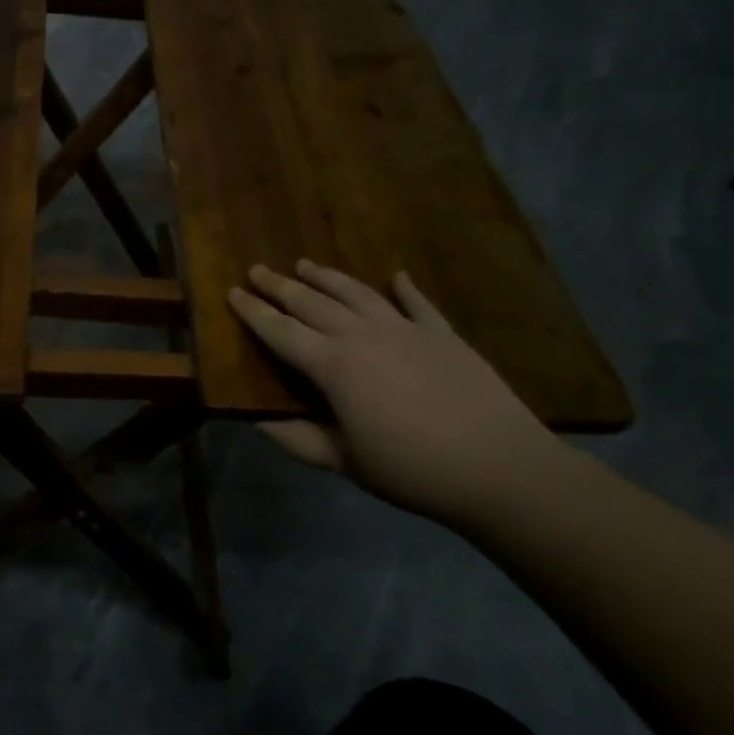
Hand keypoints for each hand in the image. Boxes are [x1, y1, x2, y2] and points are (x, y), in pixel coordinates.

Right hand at [228, 262, 569, 522]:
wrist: (501, 468)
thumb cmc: (412, 469)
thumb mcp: (344, 461)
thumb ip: (297, 438)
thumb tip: (256, 421)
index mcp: (333, 366)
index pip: (281, 331)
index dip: (253, 312)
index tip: (232, 293)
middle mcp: (363, 336)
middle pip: (312, 302)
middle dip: (280, 286)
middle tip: (257, 270)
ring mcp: (406, 330)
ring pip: (356, 292)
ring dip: (327, 277)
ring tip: (305, 264)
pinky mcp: (443, 335)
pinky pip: (417, 304)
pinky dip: (404, 288)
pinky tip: (396, 276)